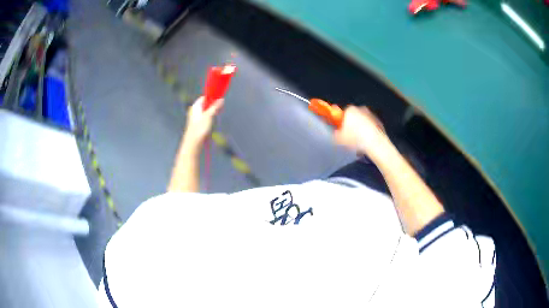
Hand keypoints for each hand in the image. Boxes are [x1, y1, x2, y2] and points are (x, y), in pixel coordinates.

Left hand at [183, 96, 223, 147]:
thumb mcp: (209, 115)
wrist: (193, 142)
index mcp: (195, 106)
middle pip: (205, 104)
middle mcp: (195, 111)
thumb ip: (215, 107)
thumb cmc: (199, 128)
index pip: (204, 97)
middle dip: (213, 105)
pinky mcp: (198, 124)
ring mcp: (196, 118)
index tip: (219, 98)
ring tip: (216, 116)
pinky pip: (205, 117)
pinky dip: (210, 118)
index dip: (211, 97)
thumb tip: (221, 99)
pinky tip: (212, 122)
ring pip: (206, 111)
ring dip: (212, 112)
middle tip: (220, 108)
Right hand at [334, 106, 388, 157]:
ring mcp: (371, 115)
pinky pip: (370, 128)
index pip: (343, 114)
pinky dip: (369, 133)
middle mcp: (361, 109)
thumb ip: (336, 134)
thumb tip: (336, 134)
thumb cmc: (357, 139)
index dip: (341, 124)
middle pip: (353, 117)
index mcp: (350, 110)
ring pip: (362, 122)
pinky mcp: (379, 122)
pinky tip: (366, 143)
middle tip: (349, 138)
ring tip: (358, 142)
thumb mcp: (339, 139)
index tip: (341, 131)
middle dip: (351, 126)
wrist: (374, 144)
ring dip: (360, 130)